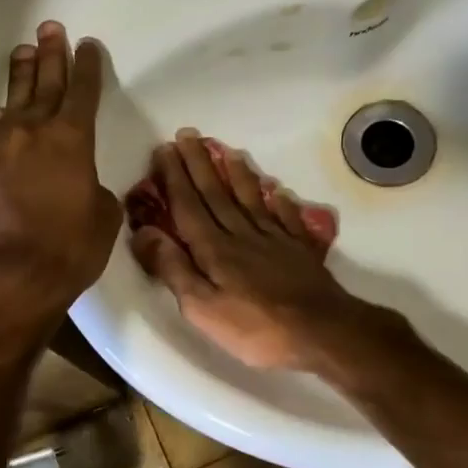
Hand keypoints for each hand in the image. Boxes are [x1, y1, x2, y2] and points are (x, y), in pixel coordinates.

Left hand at [0, 21, 120, 330]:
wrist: (9, 278)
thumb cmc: (70, 249)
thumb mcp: (104, 220)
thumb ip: (96, 193)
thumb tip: (84, 188)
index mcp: (73, 140)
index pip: (83, 92)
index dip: (87, 67)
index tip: (87, 45)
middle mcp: (34, 134)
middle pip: (45, 85)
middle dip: (50, 56)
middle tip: (50, 29)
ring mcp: (2, 151)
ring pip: (14, 102)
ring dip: (20, 77)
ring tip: (22, 52)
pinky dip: (1, 121)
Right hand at [130, 131, 364, 371]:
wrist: (322, 331)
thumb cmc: (256, 328)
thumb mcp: (202, 308)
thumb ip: (173, 268)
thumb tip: (144, 233)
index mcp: (214, 249)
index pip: (188, 206)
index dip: (174, 178)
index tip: (163, 150)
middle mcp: (241, 235)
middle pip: (216, 194)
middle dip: (198, 164)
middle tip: (187, 135)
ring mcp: (274, 239)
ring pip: (250, 198)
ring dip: (235, 173)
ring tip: (225, 150)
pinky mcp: (299, 249)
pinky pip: (285, 216)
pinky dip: (277, 200)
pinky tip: (275, 189)